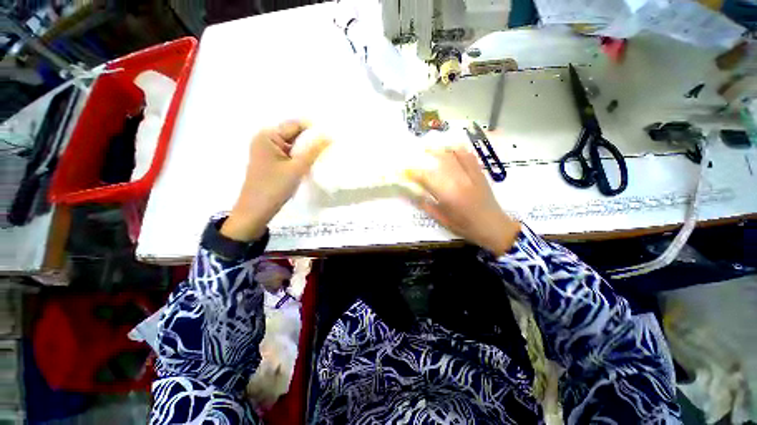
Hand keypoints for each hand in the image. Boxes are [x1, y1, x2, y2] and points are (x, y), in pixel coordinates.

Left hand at [222, 120, 330, 241]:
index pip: (297, 125)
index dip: (314, 131)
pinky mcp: (266, 160)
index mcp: (268, 135)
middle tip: (327, 150)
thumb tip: (330, 135)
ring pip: (291, 144)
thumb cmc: (272, 189)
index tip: (330, 141)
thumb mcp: (296, 169)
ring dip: (303, 150)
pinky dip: (296, 157)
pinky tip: (306, 165)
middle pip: (293, 132)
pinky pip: (285, 152)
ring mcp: (264, 149)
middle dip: (309, 141)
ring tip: (319, 158)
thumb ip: (314, 150)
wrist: (253, 214)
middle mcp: (264, 138)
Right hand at [407, 146, 520, 255]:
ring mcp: (471, 174)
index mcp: (449, 195)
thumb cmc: (467, 227)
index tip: (406, 171)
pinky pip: (469, 155)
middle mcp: (459, 180)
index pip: (427, 177)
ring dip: (443, 147)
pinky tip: (452, 149)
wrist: (494, 227)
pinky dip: (459, 149)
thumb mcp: (444, 220)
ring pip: (455, 152)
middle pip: (441, 158)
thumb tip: (413, 194)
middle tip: (418, 153)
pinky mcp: (480, 172)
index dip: (414, 172)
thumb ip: (428, 206)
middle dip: (427, 153)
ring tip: (434, 147)